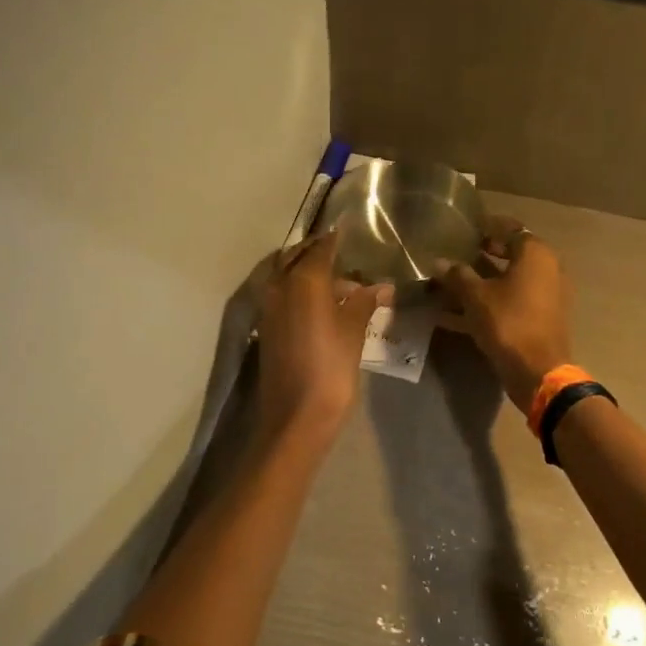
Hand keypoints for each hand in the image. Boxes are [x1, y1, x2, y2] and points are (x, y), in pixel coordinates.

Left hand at [255, 232, 389, 447]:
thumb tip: (379, 287)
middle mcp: (279, 286)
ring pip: (286, 276)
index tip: (349, 229)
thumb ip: (363, 303)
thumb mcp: (353, 332)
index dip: (336, 239)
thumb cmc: (331, 369)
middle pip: (296, 257)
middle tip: (341, 252)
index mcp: (303, 281)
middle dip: (316, 252)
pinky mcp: (266, 328)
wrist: (296, 415)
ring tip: (337, 281)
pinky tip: (321, 303)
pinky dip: (298, 290)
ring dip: (306, 272)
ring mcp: (269, 308)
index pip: (321, 249)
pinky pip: (282, 296)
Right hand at [437, 216, 573, 412]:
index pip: (510, 229)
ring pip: (506, 282)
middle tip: (454, 254)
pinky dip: (486, 305)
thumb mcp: (476, 297)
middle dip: (480, 255)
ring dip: (479, 283)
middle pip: (509, 255)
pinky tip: (451, 315)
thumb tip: (438, 262)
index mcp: (535, 255)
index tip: (464, 228)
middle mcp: (545, 270)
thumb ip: (456, 276)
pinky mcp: (537, 319)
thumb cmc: (508, 323)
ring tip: (447, 285)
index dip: (486, 227)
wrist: (537, 371)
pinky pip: (508, 303)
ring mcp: (544, 296)